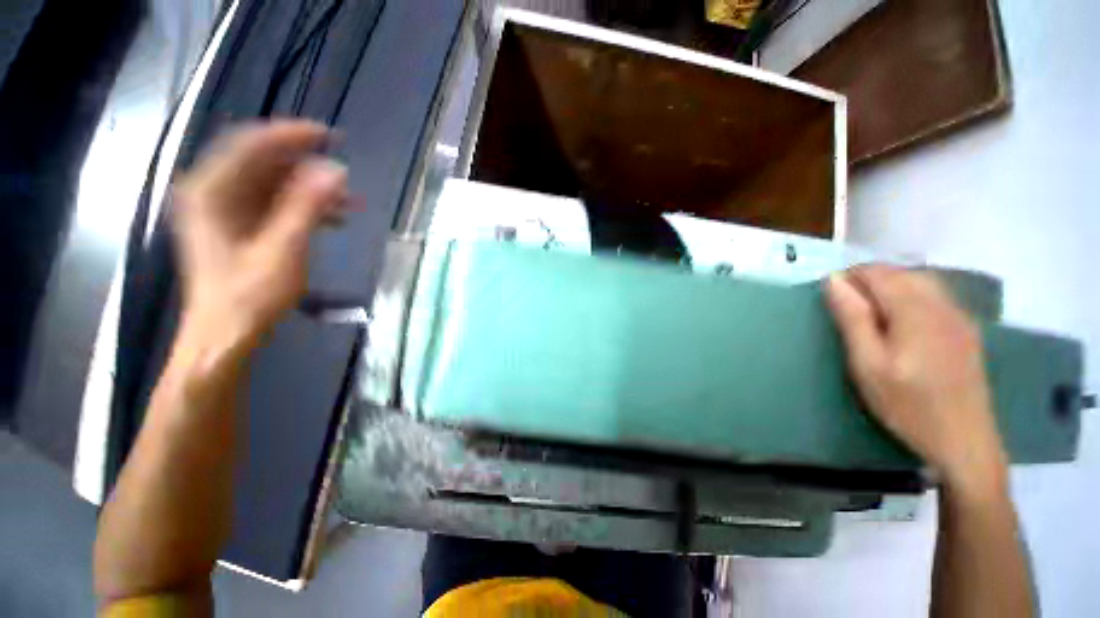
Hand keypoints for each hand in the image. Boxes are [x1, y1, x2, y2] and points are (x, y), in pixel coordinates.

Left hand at [172, 120, 347, 347]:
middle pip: (263, 162)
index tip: (330, 136)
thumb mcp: (283, 249)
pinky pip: (275, 204)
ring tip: (351, 201)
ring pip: (273, 184)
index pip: (251, 145)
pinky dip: (305, 207)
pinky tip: (334, 218)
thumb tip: (337, 171)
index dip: (291, 136)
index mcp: (211, 191)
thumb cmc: (249, 295)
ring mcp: (225, 210)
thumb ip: (307, 207)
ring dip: (312, 189)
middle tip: (345, 172)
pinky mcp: (239, 226)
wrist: (226, 334)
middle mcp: (212, 192)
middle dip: (307, 165)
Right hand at [825, 266, 1007, 494]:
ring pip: (921, 282)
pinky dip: (911, 296)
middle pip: (902, 273)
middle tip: (847, 309)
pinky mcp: (966, 330)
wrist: (963, 441)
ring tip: (870, 313)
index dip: (850, 276)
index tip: (831, 296)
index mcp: (915, 311)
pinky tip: (902, 320)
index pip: (879, 273)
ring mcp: (959, 317)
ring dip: (891, 287)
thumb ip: (852, 318)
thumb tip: (833, 281)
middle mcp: (942, 304)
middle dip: (870, 280)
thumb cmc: (907, 404)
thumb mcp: (867, 364)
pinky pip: (936, 296)